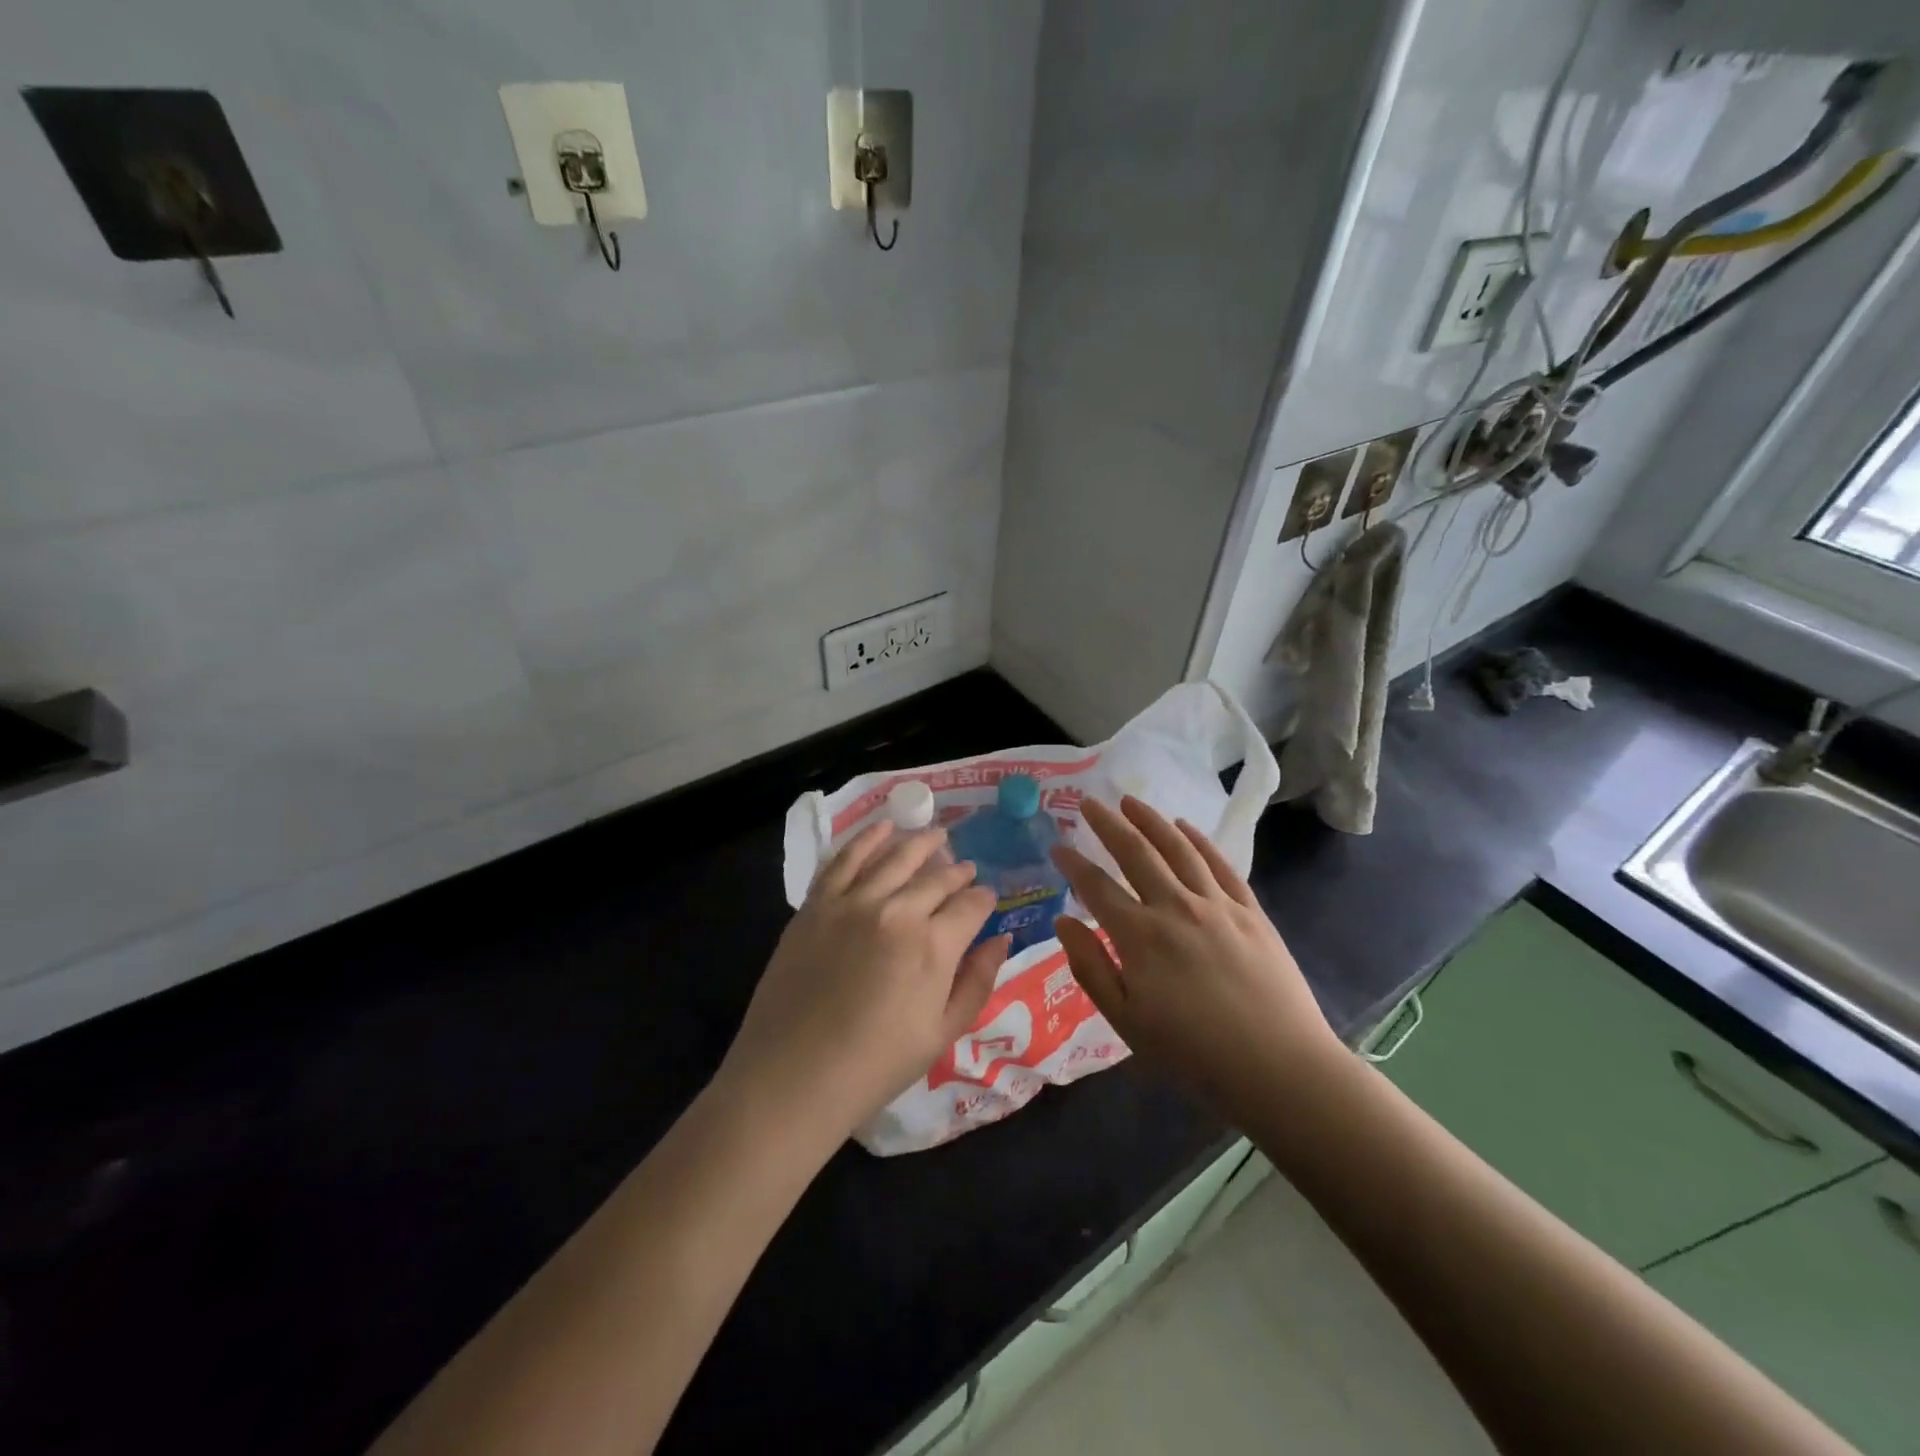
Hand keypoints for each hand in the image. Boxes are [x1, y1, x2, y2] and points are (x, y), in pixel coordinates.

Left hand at [717, 821, 1008, 1144]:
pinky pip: (846, 860)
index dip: (984, 900)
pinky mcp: (817, 904)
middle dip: (957, 872)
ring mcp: (853, 902)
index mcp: (934, 946)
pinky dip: (867, 839)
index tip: (987, 899)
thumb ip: (978, 982)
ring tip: (936, 835)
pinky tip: (882, 828)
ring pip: (895, 857)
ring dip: (920, 843)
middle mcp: (897, 911)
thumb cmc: (876, 1065)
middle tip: (965, 869)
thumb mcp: (942, 1034)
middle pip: (936, 878)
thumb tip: (1003, 939)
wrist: (793, 1075)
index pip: (971, 906)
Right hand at [1050, 796, 1342, 1122]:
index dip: (1073, 864)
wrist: (1280, 1068)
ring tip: (1130, 801)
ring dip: (1150, 820)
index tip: (1057, 846)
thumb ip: (1091, 968)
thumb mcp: (1127, 1022)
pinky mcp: (1250, 910)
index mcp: (1140, 936)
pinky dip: (1198, 840)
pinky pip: (1220, 863)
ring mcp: (1217, 904)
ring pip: (1177, 848)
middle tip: (1089, 802)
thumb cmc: (1194, 1054)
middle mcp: (1175, 907)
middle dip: (1107, 824)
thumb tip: (1063, 922)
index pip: (1096, 887)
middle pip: (1135, 852)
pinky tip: (1184, 827)